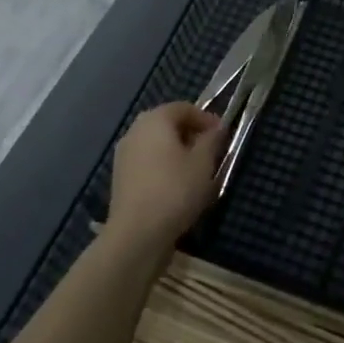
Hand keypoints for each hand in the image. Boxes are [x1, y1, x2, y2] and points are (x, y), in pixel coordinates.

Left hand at [106, 103, 225, 261]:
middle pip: (168, 124)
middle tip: (211, 151)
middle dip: (191, 135)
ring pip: (157, 145)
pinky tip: (177, 187)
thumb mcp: (204, 162)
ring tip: (197, 172)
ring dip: (178, 152)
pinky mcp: (120, 178)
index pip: (184, 108)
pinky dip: (164, 167)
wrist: (136, 234)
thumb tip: (217, 127)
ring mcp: (124, 155)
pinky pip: (148, 162)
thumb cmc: (175, 190)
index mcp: (155, 120)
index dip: (206, 118)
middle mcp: (135, 131)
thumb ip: (212, 139)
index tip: (222, 135)